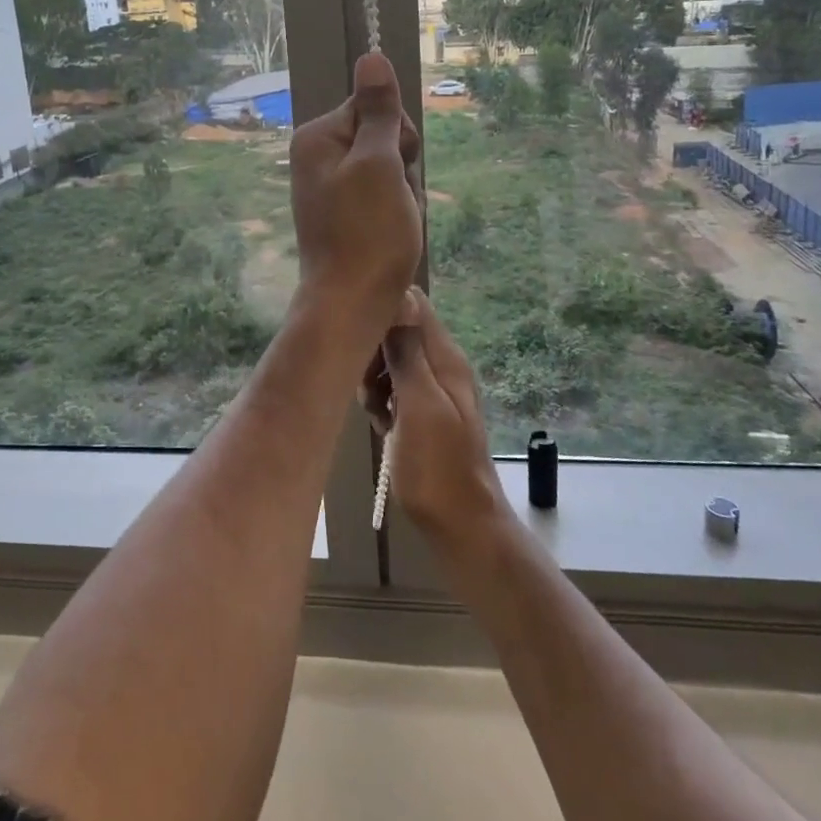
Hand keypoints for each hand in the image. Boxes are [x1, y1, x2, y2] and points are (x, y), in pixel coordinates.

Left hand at [289, 52, 423, 341]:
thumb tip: (371, 56)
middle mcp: (317, 157)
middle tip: (395, 201)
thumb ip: (378, 111)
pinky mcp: (343, 213)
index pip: (374, 107)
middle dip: (402, 167)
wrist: (352, 303)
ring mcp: (330, 187)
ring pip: (388, 170)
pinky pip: (381, 197)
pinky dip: (395, 212)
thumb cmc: (368, 233)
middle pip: (382, 138)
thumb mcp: (379, 164)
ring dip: (403, 193)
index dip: (398, 136)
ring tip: (395, 223)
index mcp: (317, 138)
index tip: (396, 167)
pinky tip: (393, 235)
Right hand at [367, 288, 509, 554]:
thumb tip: (401, 296)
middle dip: (374, 352)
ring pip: (392, 362)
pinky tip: (382, 425)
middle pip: (398, 332)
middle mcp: (442, 365)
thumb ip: (409, 352)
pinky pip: (395, 390)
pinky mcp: (424, 413)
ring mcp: (435, 390)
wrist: (461, 525)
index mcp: (445, 357)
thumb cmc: (437, 466)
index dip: (383, 312)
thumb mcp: (419, 404)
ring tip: (376, 412)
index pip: (413, 303)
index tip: (359, 339)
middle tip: (367, 388)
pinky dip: (383, 402)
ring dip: (375, 381)